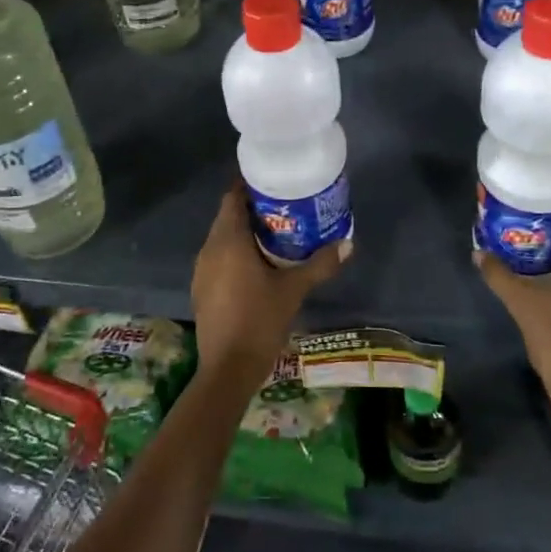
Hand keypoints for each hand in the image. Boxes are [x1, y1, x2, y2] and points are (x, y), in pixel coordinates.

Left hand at [190, 182, 347, 386]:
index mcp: (228, 240)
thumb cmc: (259, 320)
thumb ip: (320, 264)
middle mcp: (209, 249)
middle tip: (284, 206)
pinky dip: (236, 252)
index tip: (273, 181)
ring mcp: (202, 270)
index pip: (232, 197)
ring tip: (276, 231)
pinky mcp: (202, 288)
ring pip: (222, 238)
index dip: (249, 185)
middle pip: (228, 216)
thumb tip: (348, 243)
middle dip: (252, 208)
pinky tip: (258, 264)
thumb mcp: (294, 290)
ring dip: (244, 231)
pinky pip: (219, 257)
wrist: (227, 369)